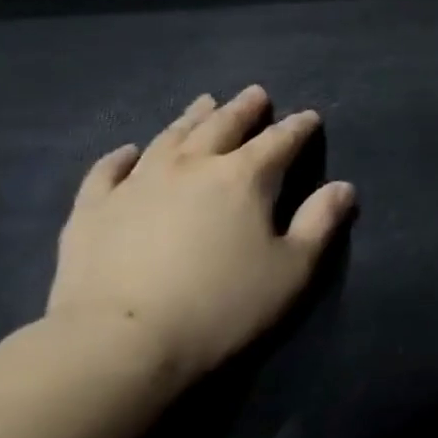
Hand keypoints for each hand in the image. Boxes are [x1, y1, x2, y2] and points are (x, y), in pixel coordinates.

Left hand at [47, 87, 355, 385]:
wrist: (120, 344)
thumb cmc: (221, 307)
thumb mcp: (292, 271)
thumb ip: (320, 224)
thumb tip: (343, 187)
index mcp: (243, 178)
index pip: (279, 141)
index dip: (298, 127)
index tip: (309, 117)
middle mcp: (191, 166)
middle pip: (223, 126)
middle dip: (244, 109)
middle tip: (256, 94)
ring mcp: (137, 183)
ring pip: (170, 137)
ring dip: (191, 118)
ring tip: (204, 103)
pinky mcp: (93, 209)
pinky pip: (108, 170)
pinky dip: (121, 156)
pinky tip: (128, 151)